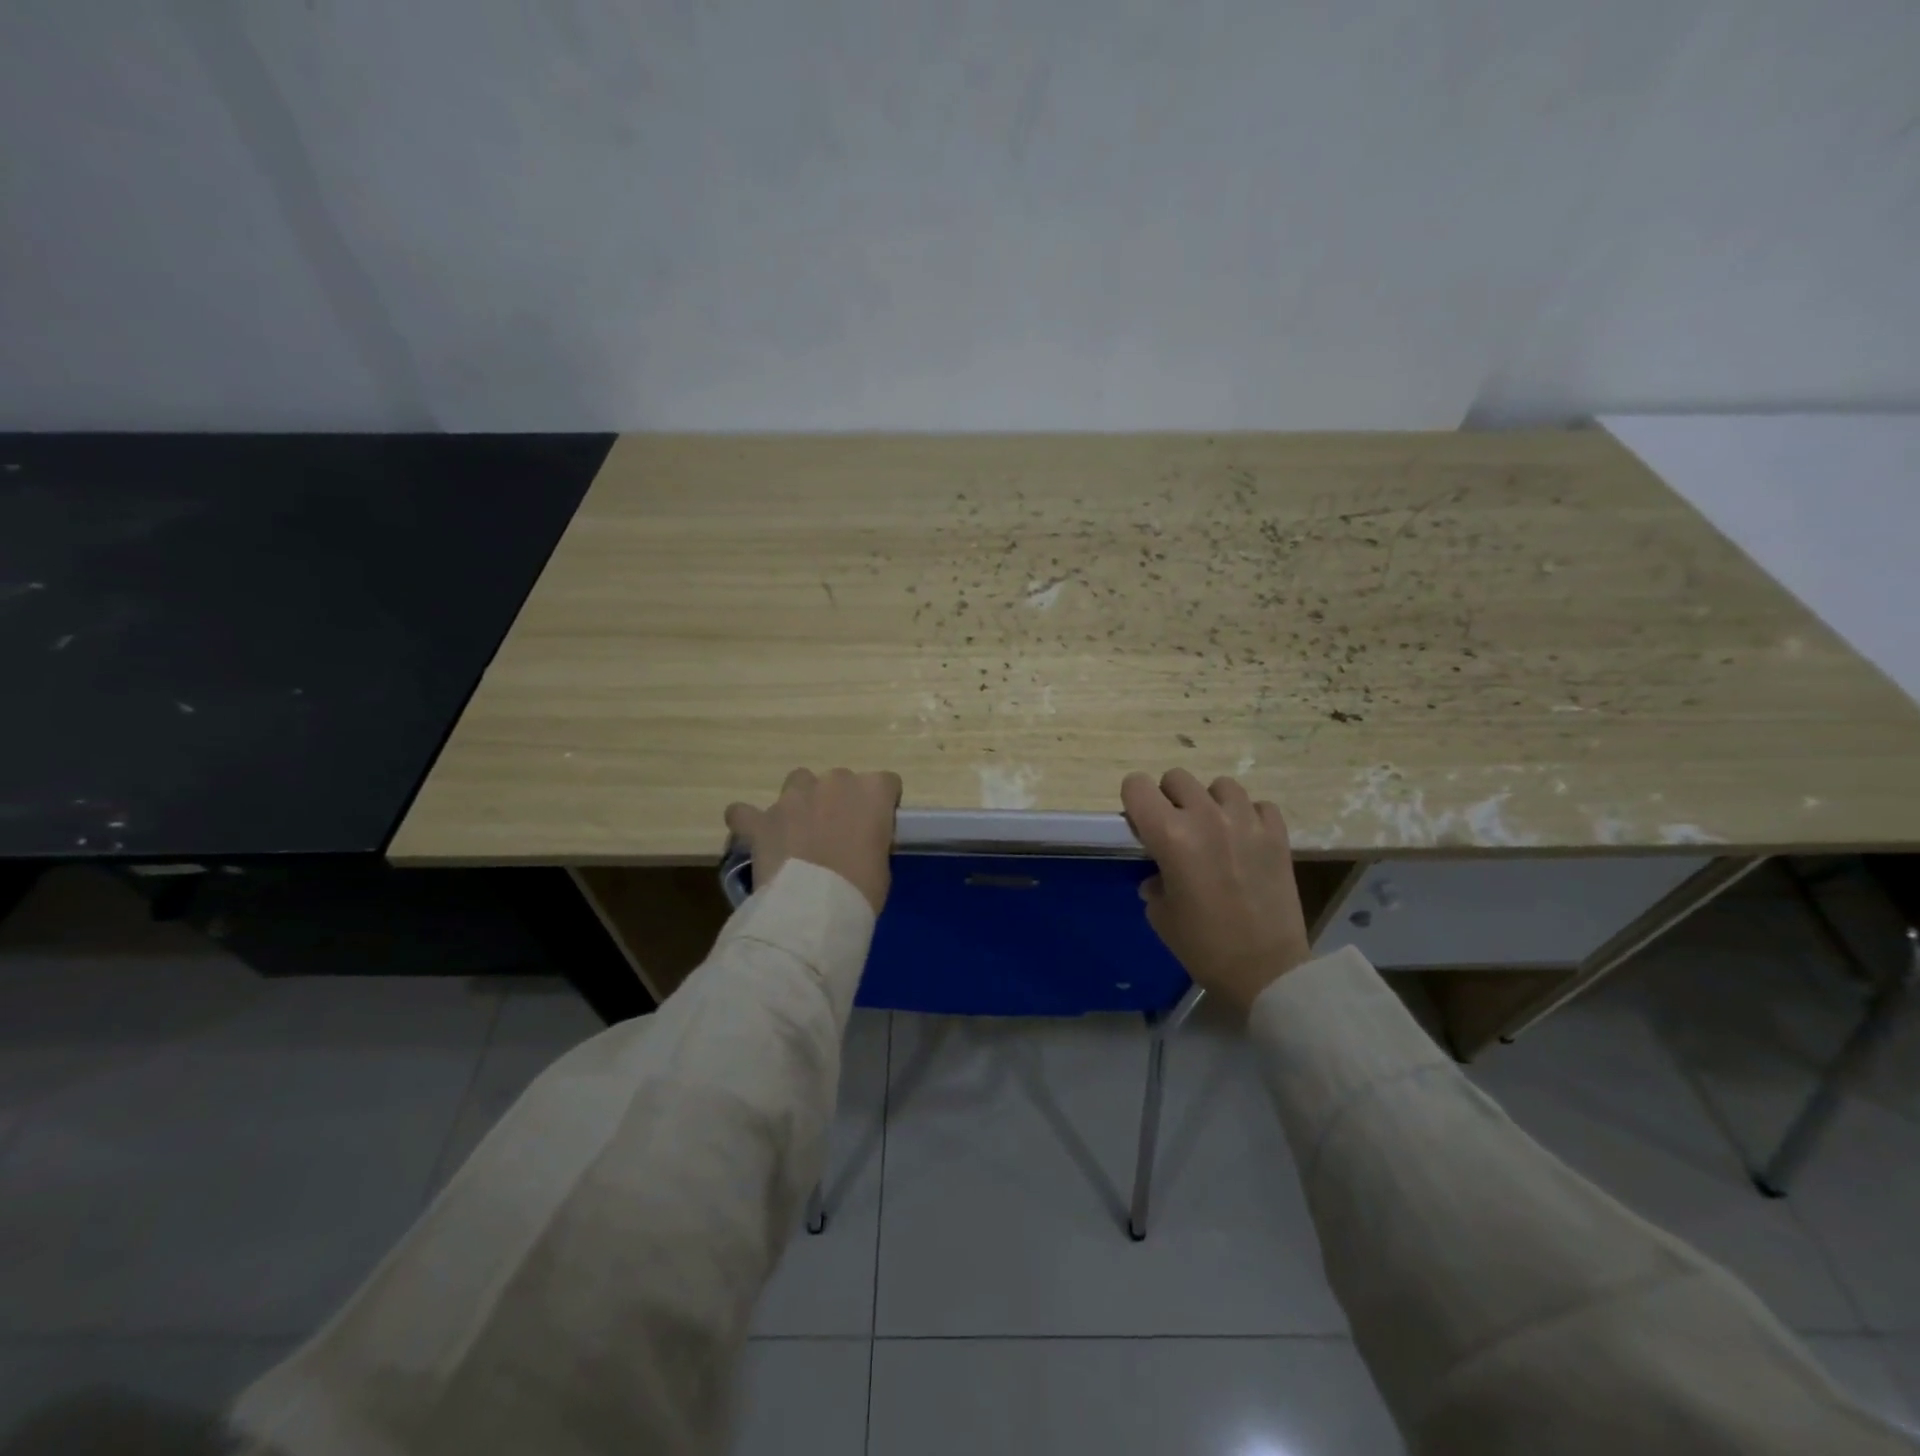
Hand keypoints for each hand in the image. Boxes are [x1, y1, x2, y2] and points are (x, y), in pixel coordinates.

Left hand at [725, 768, 901, 914]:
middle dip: (839, 803)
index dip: (880, 806)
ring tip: (799, 833)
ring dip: (800, 802)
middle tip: (838, 836)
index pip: (886, 784)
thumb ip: (873, 840)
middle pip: (840, 781)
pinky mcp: (762, 819)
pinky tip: (755, 834)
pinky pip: (746, 811)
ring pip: (798, 782)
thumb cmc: (862, 889)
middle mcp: (833, 782)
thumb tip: (859, 842)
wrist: (814, 908)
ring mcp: (793, 797)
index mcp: (872, 791)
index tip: (876, 829)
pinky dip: (749, 821)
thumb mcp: (883, 864)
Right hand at [1121, 768, 1312, 1012]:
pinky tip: (1246, 841)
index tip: (1140, 824)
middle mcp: (1206, 817)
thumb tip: (1159, 876)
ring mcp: (1247, 822)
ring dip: (1211, 803)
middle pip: (1177, 778)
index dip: (1133, 801)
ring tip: (1214, 831)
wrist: (1266, 971)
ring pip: (1220, 785)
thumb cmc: (1203, 946)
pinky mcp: (1278, 834)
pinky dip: (1249, 817)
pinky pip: (1259, 805)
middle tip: (1175, 829)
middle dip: (1169, 798)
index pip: (1137, 786)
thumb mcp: (1161, 915)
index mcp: (1170, 835)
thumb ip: (1155, 881)